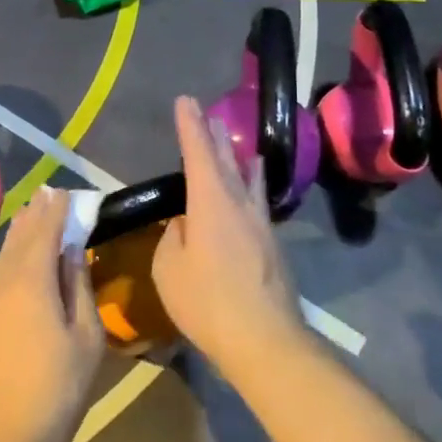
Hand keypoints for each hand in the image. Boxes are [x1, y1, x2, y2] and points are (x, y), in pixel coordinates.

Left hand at [0, 187, 104, 441]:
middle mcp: (3, 284)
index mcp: (34, 282)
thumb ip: (78, 287)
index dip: (55, 212)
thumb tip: (72, 251)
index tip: (62, 192)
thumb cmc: (60, 387)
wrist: (9, 439)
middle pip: (20, 242)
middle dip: (33, 217)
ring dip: (12, 239)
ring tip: (22, 218)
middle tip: (43, 194)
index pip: (45, 234)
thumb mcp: (86, 337)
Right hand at [153, 96, 306, 376]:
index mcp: (211, 202)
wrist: (265, 340)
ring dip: (235, 156)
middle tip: (206, 111)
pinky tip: (249, 187)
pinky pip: (256, 200)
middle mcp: (240, 203)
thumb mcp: (170, 269)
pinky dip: (248, 183)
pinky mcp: (272, 245)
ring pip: (247, 178)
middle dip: (212, 135)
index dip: (189, 126)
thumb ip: (174, 238)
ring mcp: (260, 224)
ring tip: (231, 139)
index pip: (197, 153)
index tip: (185, 100)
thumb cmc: (208, 302)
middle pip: (226, 160)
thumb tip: (185, 224)